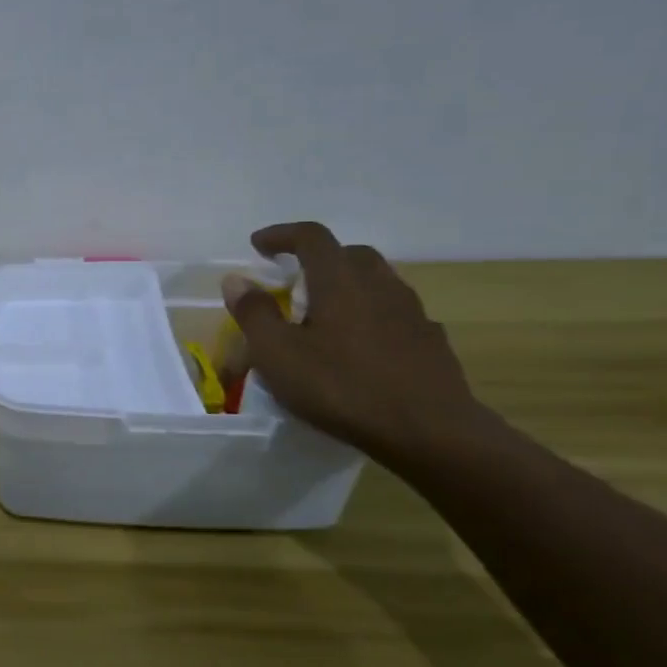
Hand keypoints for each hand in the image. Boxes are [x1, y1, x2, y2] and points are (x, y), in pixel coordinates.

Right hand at [223, 222, 490, 464]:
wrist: (430, 432)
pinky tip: (360, 346)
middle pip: (349, 254)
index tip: (258, 245)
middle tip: (292, 280)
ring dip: (347, 286)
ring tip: (324, 314)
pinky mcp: (430, 342)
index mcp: (340, 281)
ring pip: (377, 282)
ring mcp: (412, 313)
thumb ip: (254, 313)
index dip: (282, 235)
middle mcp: (380, 286)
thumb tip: (236, 280)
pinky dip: (371, 316)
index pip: (312, 237)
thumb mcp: (277, 353)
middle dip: (318, 258)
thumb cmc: (341, 387)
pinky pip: (395, 314)